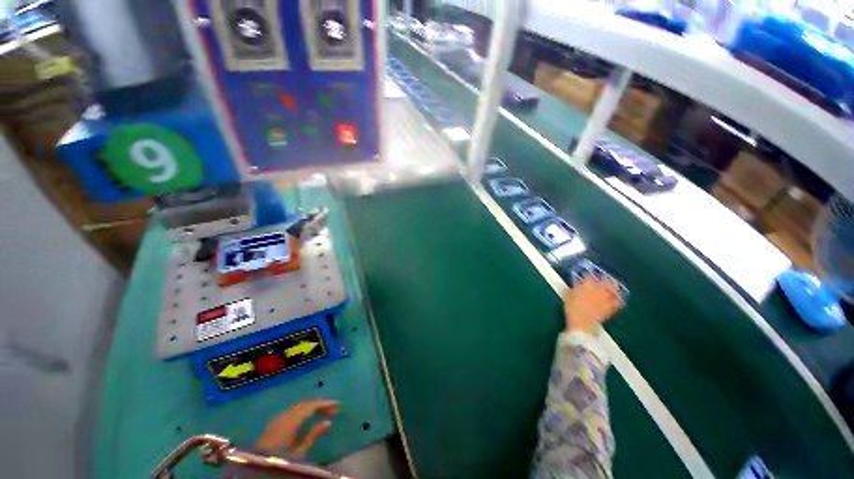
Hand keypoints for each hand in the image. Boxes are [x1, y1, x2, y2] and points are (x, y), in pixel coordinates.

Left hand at [256, 399, 337, 458]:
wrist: (256, 469)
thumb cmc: (280, 461)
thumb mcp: (299, 453)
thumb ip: (312, 435)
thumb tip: (328, 422)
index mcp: (289, 421)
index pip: (310, 405)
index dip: (324, 403)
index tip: (337, 404)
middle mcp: (283, 415)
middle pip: (304, 404)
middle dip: (319, 404)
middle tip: (332, 410)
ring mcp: (276, 419)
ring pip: (298, 406)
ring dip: (311, 407)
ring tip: (323, 413)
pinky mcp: (273, 424)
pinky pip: (292, 411)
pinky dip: (302, 411)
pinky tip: (307, 418)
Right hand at [563, 277, 623, 334]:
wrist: (582, 324)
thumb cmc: (572, 309)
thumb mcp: (568, 296)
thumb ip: (573, 288)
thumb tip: (575, 284)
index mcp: (587, 285)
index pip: (589, 276)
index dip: (588, 275)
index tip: (586, 275)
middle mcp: (599, 290)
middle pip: (605, 281)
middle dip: (605, 279)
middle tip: (603, 278)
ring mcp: (606, 299)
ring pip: (613, 290)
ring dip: (614, 287)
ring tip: (614, 286)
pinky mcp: (611, 308)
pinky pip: (618, 302)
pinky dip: (618, 299)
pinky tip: (618, 299)